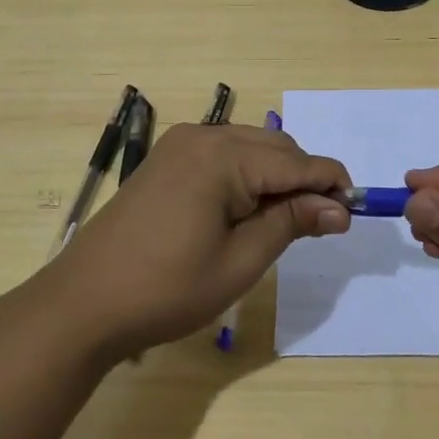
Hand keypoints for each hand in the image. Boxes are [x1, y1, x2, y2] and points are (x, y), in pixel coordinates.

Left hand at [47, 123, 350, 357]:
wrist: (85, 302)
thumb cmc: (167, 288)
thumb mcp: (240, 261)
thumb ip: (291, 223)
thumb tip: (339, 208)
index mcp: (223, 156)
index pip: (297, 162)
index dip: (331, 185)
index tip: (353, 215)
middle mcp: (203, 136)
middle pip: (276, 147)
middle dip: (304, 179)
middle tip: (319, 225)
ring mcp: (180, 145)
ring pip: (250, 147)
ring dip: (276, 176)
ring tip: (284, 222)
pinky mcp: (166, 159)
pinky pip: (223, 155)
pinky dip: (246, 175)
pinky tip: (246, 210)